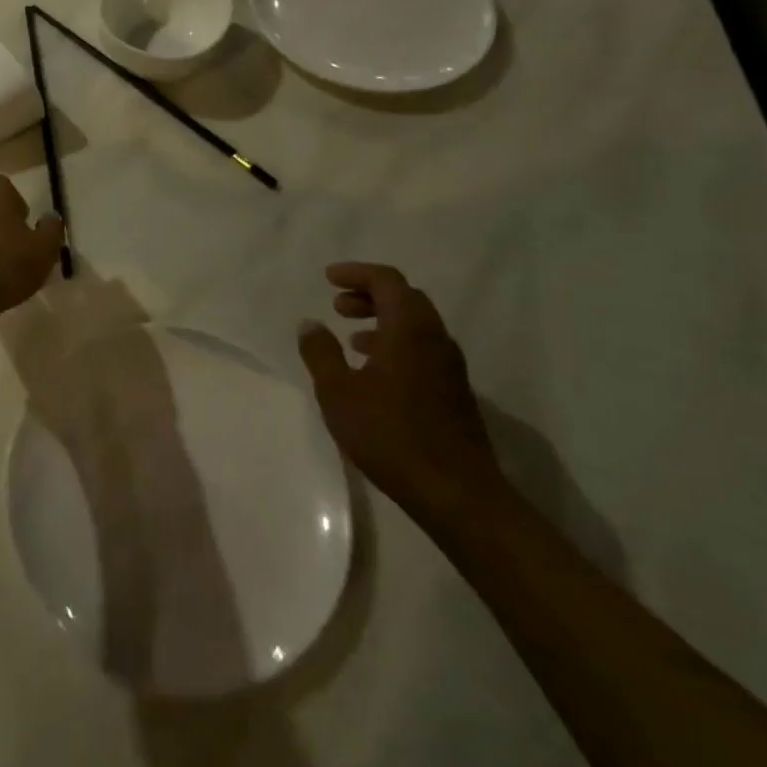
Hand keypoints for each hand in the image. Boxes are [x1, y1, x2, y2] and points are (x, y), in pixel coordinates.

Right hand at [297, 263, 502, 520]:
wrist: (456, 492)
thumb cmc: (390, 435)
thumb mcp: (338, 393)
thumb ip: (320, 353)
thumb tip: (310, 324)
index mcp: (409, 330)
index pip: (387, 281)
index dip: (357, 273)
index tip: (329, 278)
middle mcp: (435, 339)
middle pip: (405, 298)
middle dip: (370, 295)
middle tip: (338, 305)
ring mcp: (449, 367)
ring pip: (416, 326)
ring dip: (383, 320)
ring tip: (352, 338)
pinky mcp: (454, 392)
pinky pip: (422, 349)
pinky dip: (396, 344)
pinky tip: (374, 372)